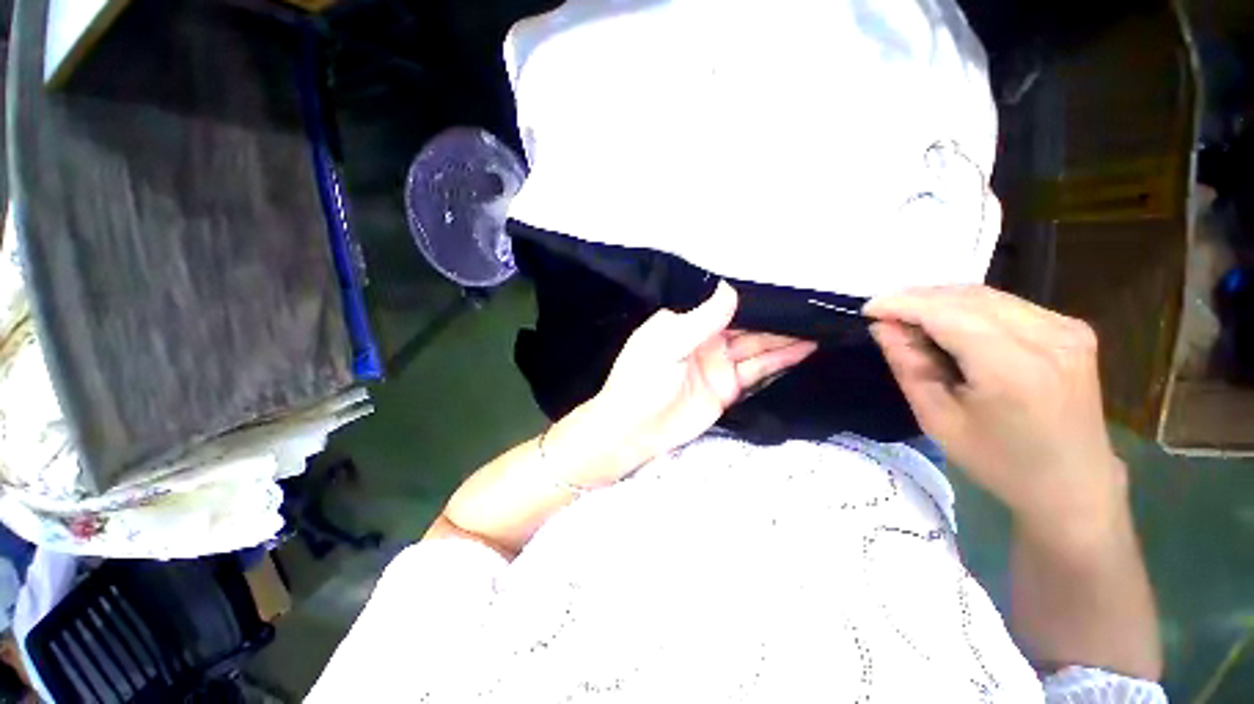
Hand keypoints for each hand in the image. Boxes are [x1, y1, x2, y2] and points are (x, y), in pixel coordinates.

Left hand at [557, 282, 816, 487]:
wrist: (635, 429)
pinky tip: (805, 347)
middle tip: (812, 303)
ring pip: (757, 346)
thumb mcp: (667, 343)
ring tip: (819, 322)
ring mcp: (719, 364)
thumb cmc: (642, 380)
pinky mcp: (729, 388)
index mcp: (686, 323)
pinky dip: (781, 360)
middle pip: (746, 324)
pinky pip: (758, 370)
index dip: (752, 297)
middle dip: (775, 316)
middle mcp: (706, 339)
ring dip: (785, 336)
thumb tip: (730, 288)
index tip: (784, 284)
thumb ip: (701, 319)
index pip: (724, 304)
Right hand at [864, 286, 1125, 531]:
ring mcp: (1066, 328)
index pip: (948, 314)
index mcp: (1014, 369)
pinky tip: (948, 322)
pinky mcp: (1072, 328)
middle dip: (918, 298)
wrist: (1074, 482)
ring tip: (909, 316)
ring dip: (941, 300)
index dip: (903, 304)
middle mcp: (1048, 337)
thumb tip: (882, 327)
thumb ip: (908, 365)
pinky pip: (1007, 304)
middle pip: (968, 298)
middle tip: (884, 313)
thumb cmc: (998, 461)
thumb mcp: (937, 419)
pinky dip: (968, 307)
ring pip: (987, 295)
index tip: (868, 308)